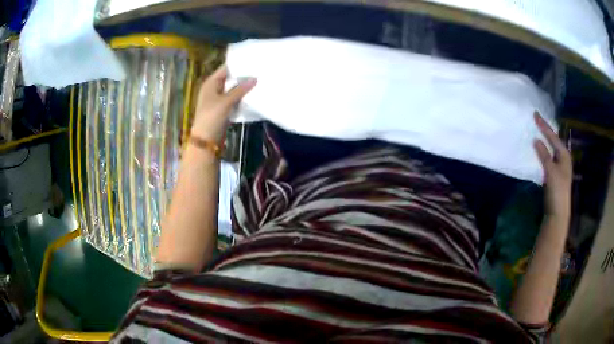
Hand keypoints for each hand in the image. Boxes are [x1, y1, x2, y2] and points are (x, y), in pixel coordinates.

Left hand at [191, 65, 256, 141]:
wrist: (206, 140)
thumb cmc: (212, 117)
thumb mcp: (226, 102)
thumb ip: (240, 89)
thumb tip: (255, 78)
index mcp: (210, 83)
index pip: (225, 69)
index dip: (238, 65)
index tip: (253, 62)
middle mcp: (214, 89)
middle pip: (230, 79)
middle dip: (243, 76)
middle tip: (259, 71)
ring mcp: (218, 99)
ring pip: (233, 89)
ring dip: (243, 88)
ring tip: (259, 81)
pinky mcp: (223, 109)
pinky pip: (234, 99)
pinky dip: (241, 97)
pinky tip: (253, 95)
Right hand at [533, 112, 571, 219]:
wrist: (558, 213)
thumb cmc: (557, 191)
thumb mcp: (551, 172)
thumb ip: (544, 155)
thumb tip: (536, 139)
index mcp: (564, 155)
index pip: (553, 137)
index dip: (544, 126)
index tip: (535, 114)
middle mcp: (563, 158)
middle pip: (554, 141)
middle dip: (546, 131)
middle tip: (537, 120)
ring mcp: (559, 167)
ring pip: (551, 149)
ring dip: (544, 141)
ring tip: (537, 131)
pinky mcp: (554, 175)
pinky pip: (548, 157)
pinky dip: (543, 151)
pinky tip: (538, 150)